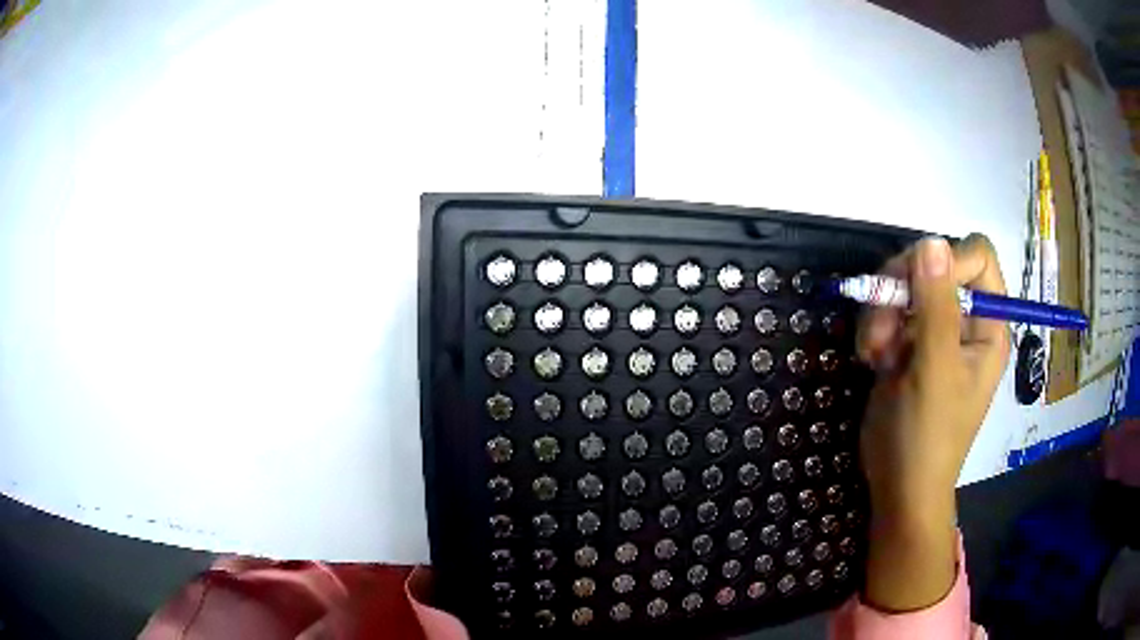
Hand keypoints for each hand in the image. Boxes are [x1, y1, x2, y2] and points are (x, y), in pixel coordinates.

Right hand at [856, 234, 1009, 611]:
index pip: (977, 257)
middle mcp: (965, 320)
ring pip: (904, 284)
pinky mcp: (907, 342)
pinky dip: (873, 328)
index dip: (947, 262)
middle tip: (881, 327)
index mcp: (988, 325)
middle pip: (934, 265)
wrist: (897, 486)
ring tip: (873, 352)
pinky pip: (887, 309)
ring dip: (882, 312)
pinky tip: (869, 358)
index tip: (917, 291)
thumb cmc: (927, 437)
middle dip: (903, 290)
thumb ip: (937, 307)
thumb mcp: (936, 372)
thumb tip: (932, 240)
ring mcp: (934, 331)